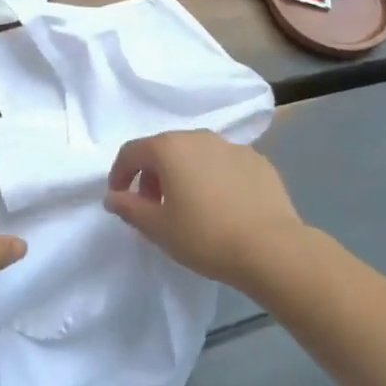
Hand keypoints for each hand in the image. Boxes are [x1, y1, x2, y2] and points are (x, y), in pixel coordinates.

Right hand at [105, 130, 302, 290]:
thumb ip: (129, 208)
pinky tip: (222, 206)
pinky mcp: (257, 160)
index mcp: (169, 148)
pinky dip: (214, 178)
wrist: (271, 248)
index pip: (132, 152)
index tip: (119, 198)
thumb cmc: (205, 236)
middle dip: (152, 175)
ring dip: (183, 174)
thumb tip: (113, 196)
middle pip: (164, 149)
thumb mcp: (158, 228)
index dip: (120, 173)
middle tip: (153, 206)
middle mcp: (198, 137)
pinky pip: (224, 164)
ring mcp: (231, 146)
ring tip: (189, 207)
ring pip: (196, 154)